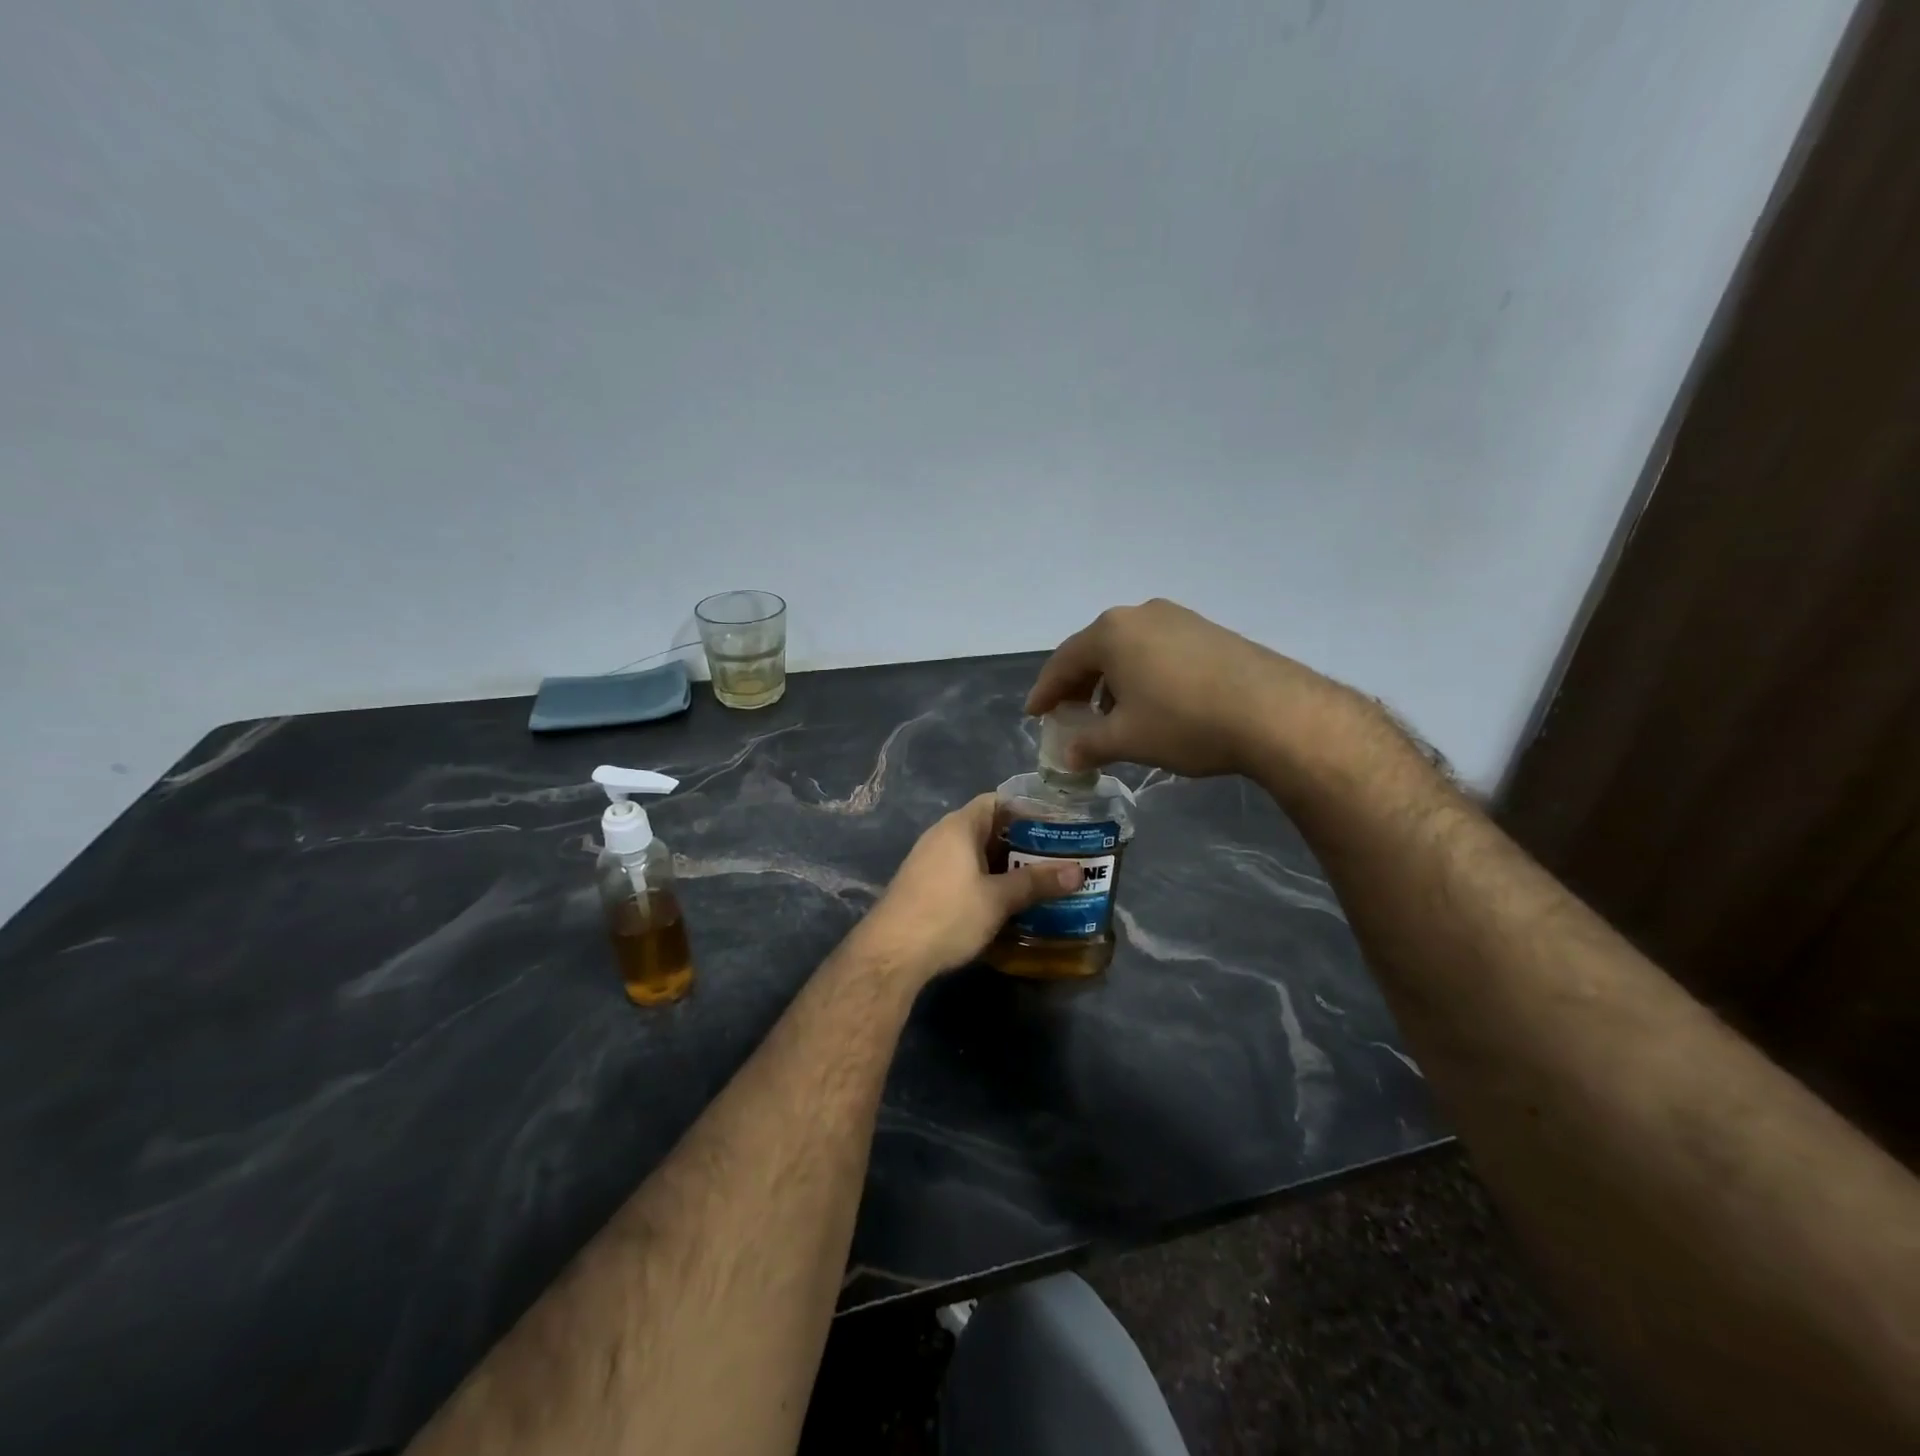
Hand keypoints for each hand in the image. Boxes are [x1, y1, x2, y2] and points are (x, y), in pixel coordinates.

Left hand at [859, 794, 1081, 980]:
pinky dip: (987, 880)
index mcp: (959, 826)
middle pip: (989, 828)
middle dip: (1023, 842)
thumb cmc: (947, 915)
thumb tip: (1079, 872)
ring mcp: (930, 861)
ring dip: (1005, 865)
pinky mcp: (925, 886)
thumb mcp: (998, 899)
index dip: (1028, 809)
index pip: (998, 801)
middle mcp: (942, 836)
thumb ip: (1037, 882)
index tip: (1058, 824)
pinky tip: (1007, 901)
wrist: (890, 955)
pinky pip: (964, 873)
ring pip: (976, 854)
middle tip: (1059, 856)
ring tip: (1041, 879)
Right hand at [1027, 599, 1351, 777]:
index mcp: (1111, 632)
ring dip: (1111, 681)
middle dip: (1078, 684)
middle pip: (1095, 650)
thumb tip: (1068, 755)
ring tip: (1110, 714)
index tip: (1033, 714)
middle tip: (1068, 714)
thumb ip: (1088, 744)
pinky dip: (1142, 675)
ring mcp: (1178, 618)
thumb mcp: (1127, 739)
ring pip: (1128, 650)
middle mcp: (1140, 614)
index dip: (1045, 691)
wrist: (1273, 712)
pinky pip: (1158, 650)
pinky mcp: (1207, 630)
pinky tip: (1151, 703)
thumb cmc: (1184, 722)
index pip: (1062, 661)